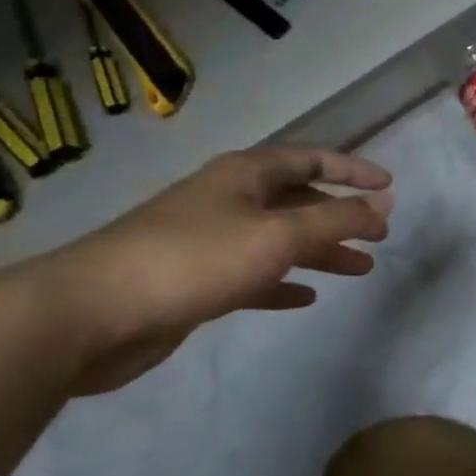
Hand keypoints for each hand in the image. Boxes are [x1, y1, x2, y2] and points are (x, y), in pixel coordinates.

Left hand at [44, 147, 391, 394]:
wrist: (87, 316)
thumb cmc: (193, 260)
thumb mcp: (278, 235)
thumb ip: (337, 219)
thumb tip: (384, 204)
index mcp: (244, 176)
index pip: (312, 159)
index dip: (353, 169)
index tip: (388, 186)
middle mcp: (227, 200)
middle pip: (297, 201)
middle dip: (341, 217)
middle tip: (377, 237)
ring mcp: (207, 241)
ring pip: (279, 240)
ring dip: (320, 252)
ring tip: (358, 270)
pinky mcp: (193, 282)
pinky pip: (253, 275)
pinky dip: (282, 282)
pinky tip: (304, 297)